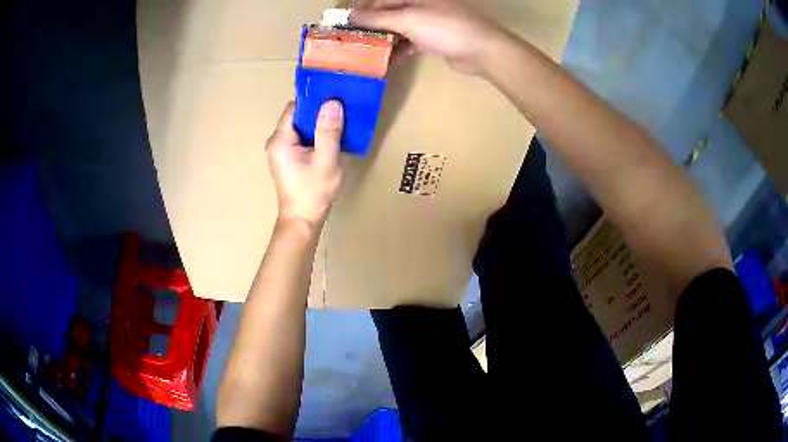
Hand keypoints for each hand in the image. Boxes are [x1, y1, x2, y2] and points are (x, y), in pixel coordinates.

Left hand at [266, 101, 343, 231]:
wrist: (302, 221)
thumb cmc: (313, 191)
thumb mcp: (326, 159)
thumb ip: (328, 130)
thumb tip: (332, 102)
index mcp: (280, 139)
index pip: (295, 108)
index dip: (314, 101)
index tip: (334, 98)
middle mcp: (276, 142)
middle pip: (297, 117)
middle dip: (318, 113)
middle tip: (340, 110)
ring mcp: (280, 151)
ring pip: (300, 128)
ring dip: (317, 125)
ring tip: (338, 123)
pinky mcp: (286, 159)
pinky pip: (300, 139)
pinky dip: (314, 136)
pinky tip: (329, 139)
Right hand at [350, 0, 507, 74]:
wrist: (481, 50)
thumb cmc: (444, 28)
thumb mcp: (407, 19)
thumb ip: (376, 18)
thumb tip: (348, 16)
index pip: (380, 1)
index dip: (361, 14)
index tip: (344, 28)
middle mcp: (420, 5)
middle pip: (388, 15)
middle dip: (371, 29)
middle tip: (352, 44)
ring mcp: (427, 22)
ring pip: (398, 30)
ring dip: (383, 42)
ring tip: (365, 55)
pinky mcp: (433, 39)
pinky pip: (410, 43)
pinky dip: (399, 51)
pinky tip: (386, 62)